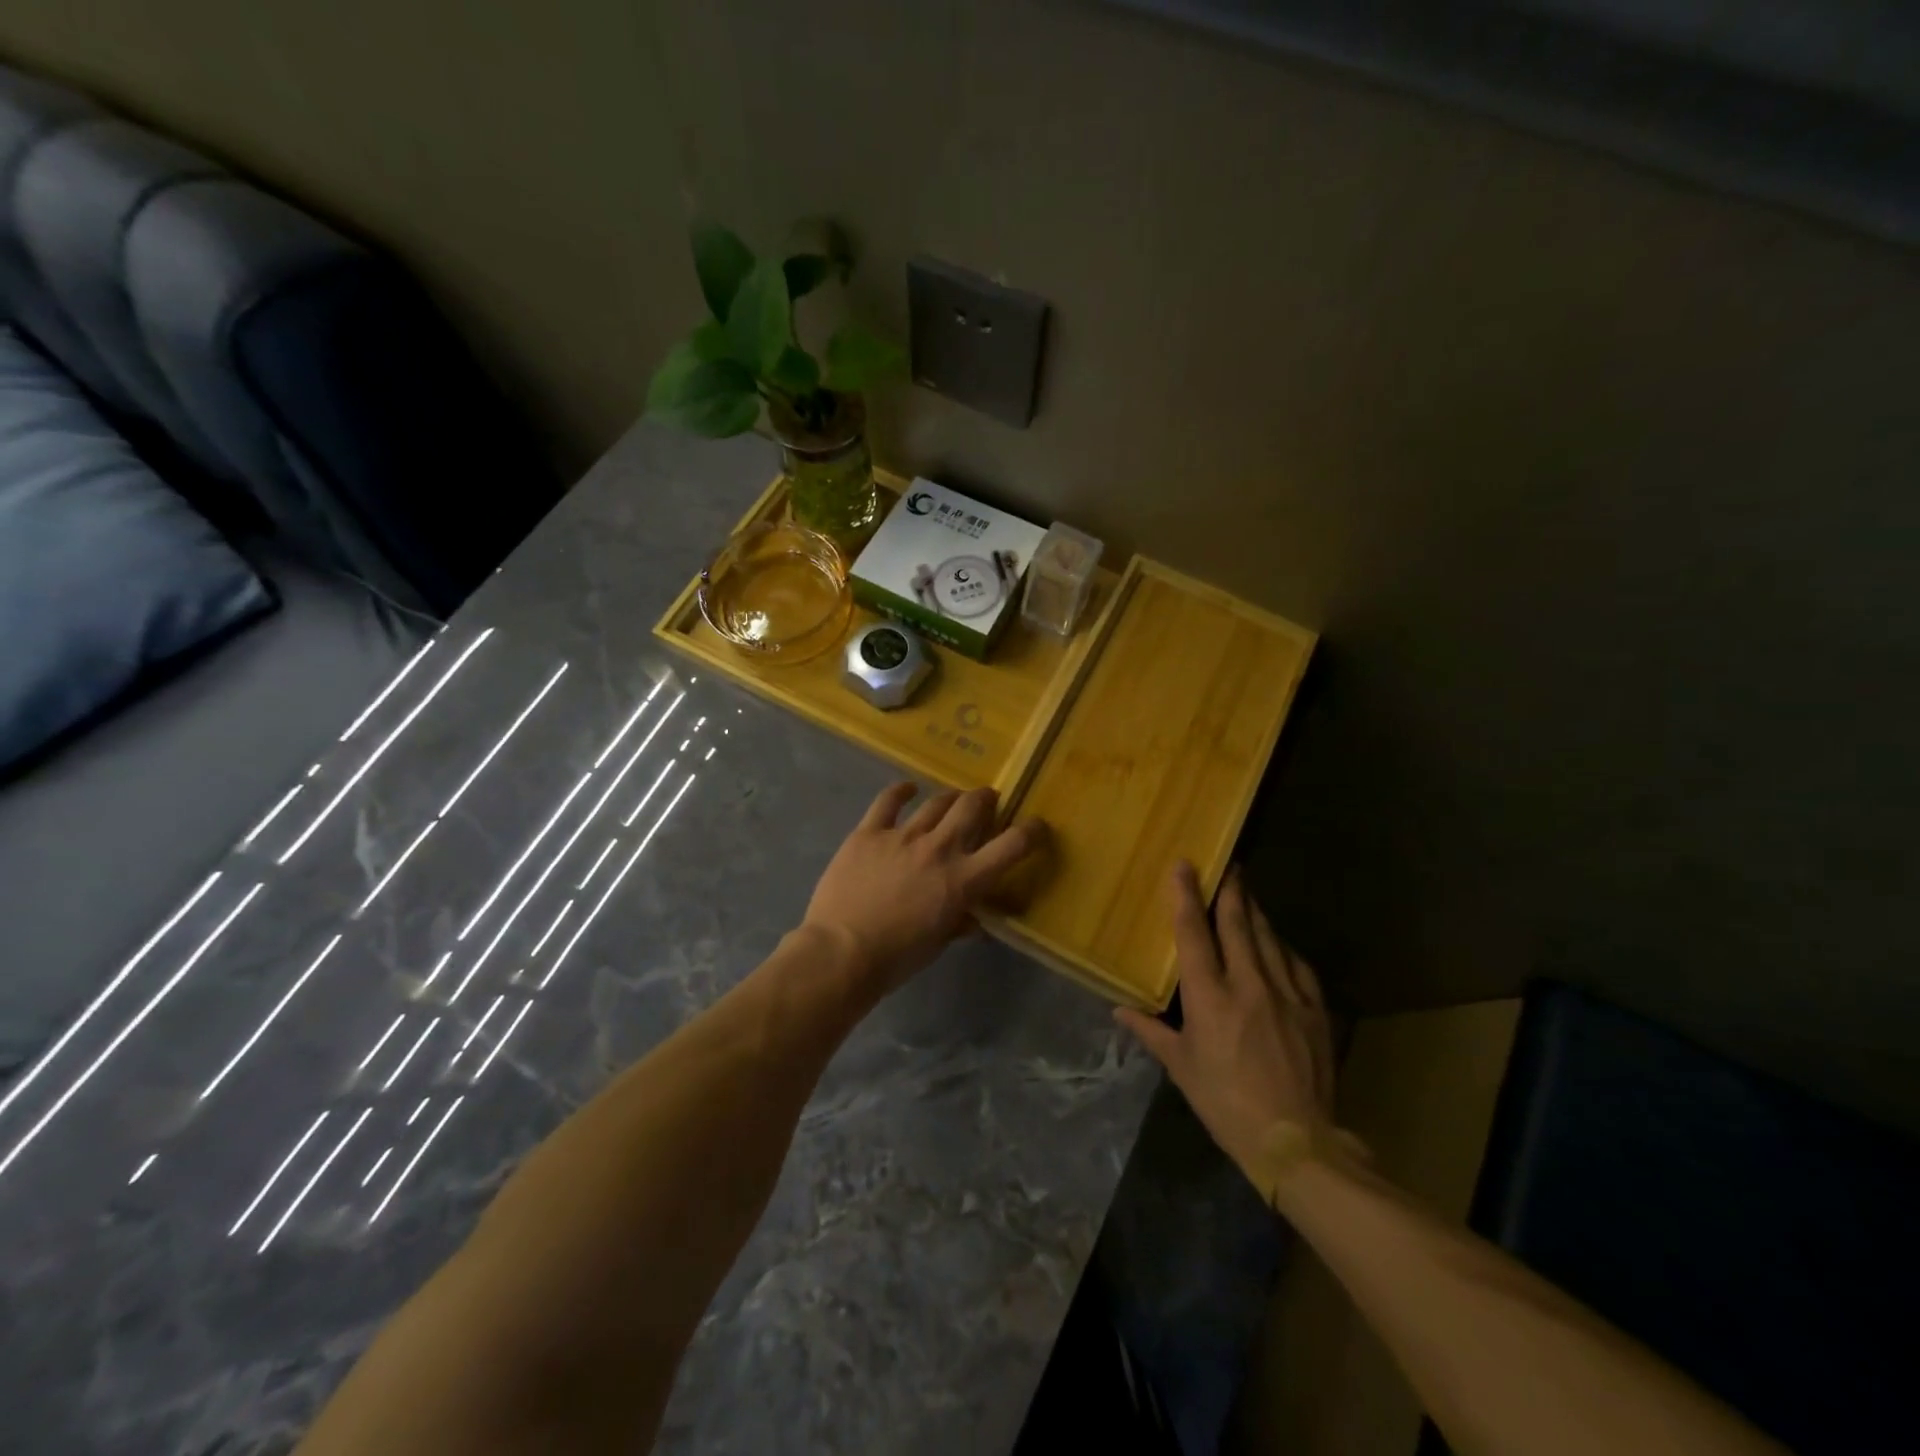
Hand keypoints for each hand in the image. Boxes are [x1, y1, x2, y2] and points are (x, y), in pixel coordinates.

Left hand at [803, 783, 1044, 997]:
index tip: (1037, 826)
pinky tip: (908, 789)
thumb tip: (973, 920)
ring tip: (954, 798)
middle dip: (985, 799)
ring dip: (951, 797)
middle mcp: (939, 849)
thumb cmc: (896, 958)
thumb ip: (958, 923)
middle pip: (972, 808)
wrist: (841, 952)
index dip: (1031, 832)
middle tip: (987, 801)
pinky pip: (888, 801)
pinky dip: (901, 791)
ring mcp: (902, 836)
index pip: (1011, 846)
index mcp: (963, 880)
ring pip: (936, 802)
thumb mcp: (937, 944)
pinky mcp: (869, 832)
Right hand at [1114, 864, 1337, 1194]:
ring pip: (1269, 937)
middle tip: (1228, 864)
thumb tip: (1119, 1010)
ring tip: (1247, 893)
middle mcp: (1248, 984)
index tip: (1184, 865)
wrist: (1296, 1140)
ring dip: (1255, 912)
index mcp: (1210, 997)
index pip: (1194, 933)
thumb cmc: (1226, 1103)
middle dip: (1231, 890)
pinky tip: (1278, 942)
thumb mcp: (1182, 1068)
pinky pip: (1297, 964)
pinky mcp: (1314, 1009)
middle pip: (1237, 923)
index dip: (1186, 895)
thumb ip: (1151, 1032)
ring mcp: (1286, 994)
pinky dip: (1282, 946)